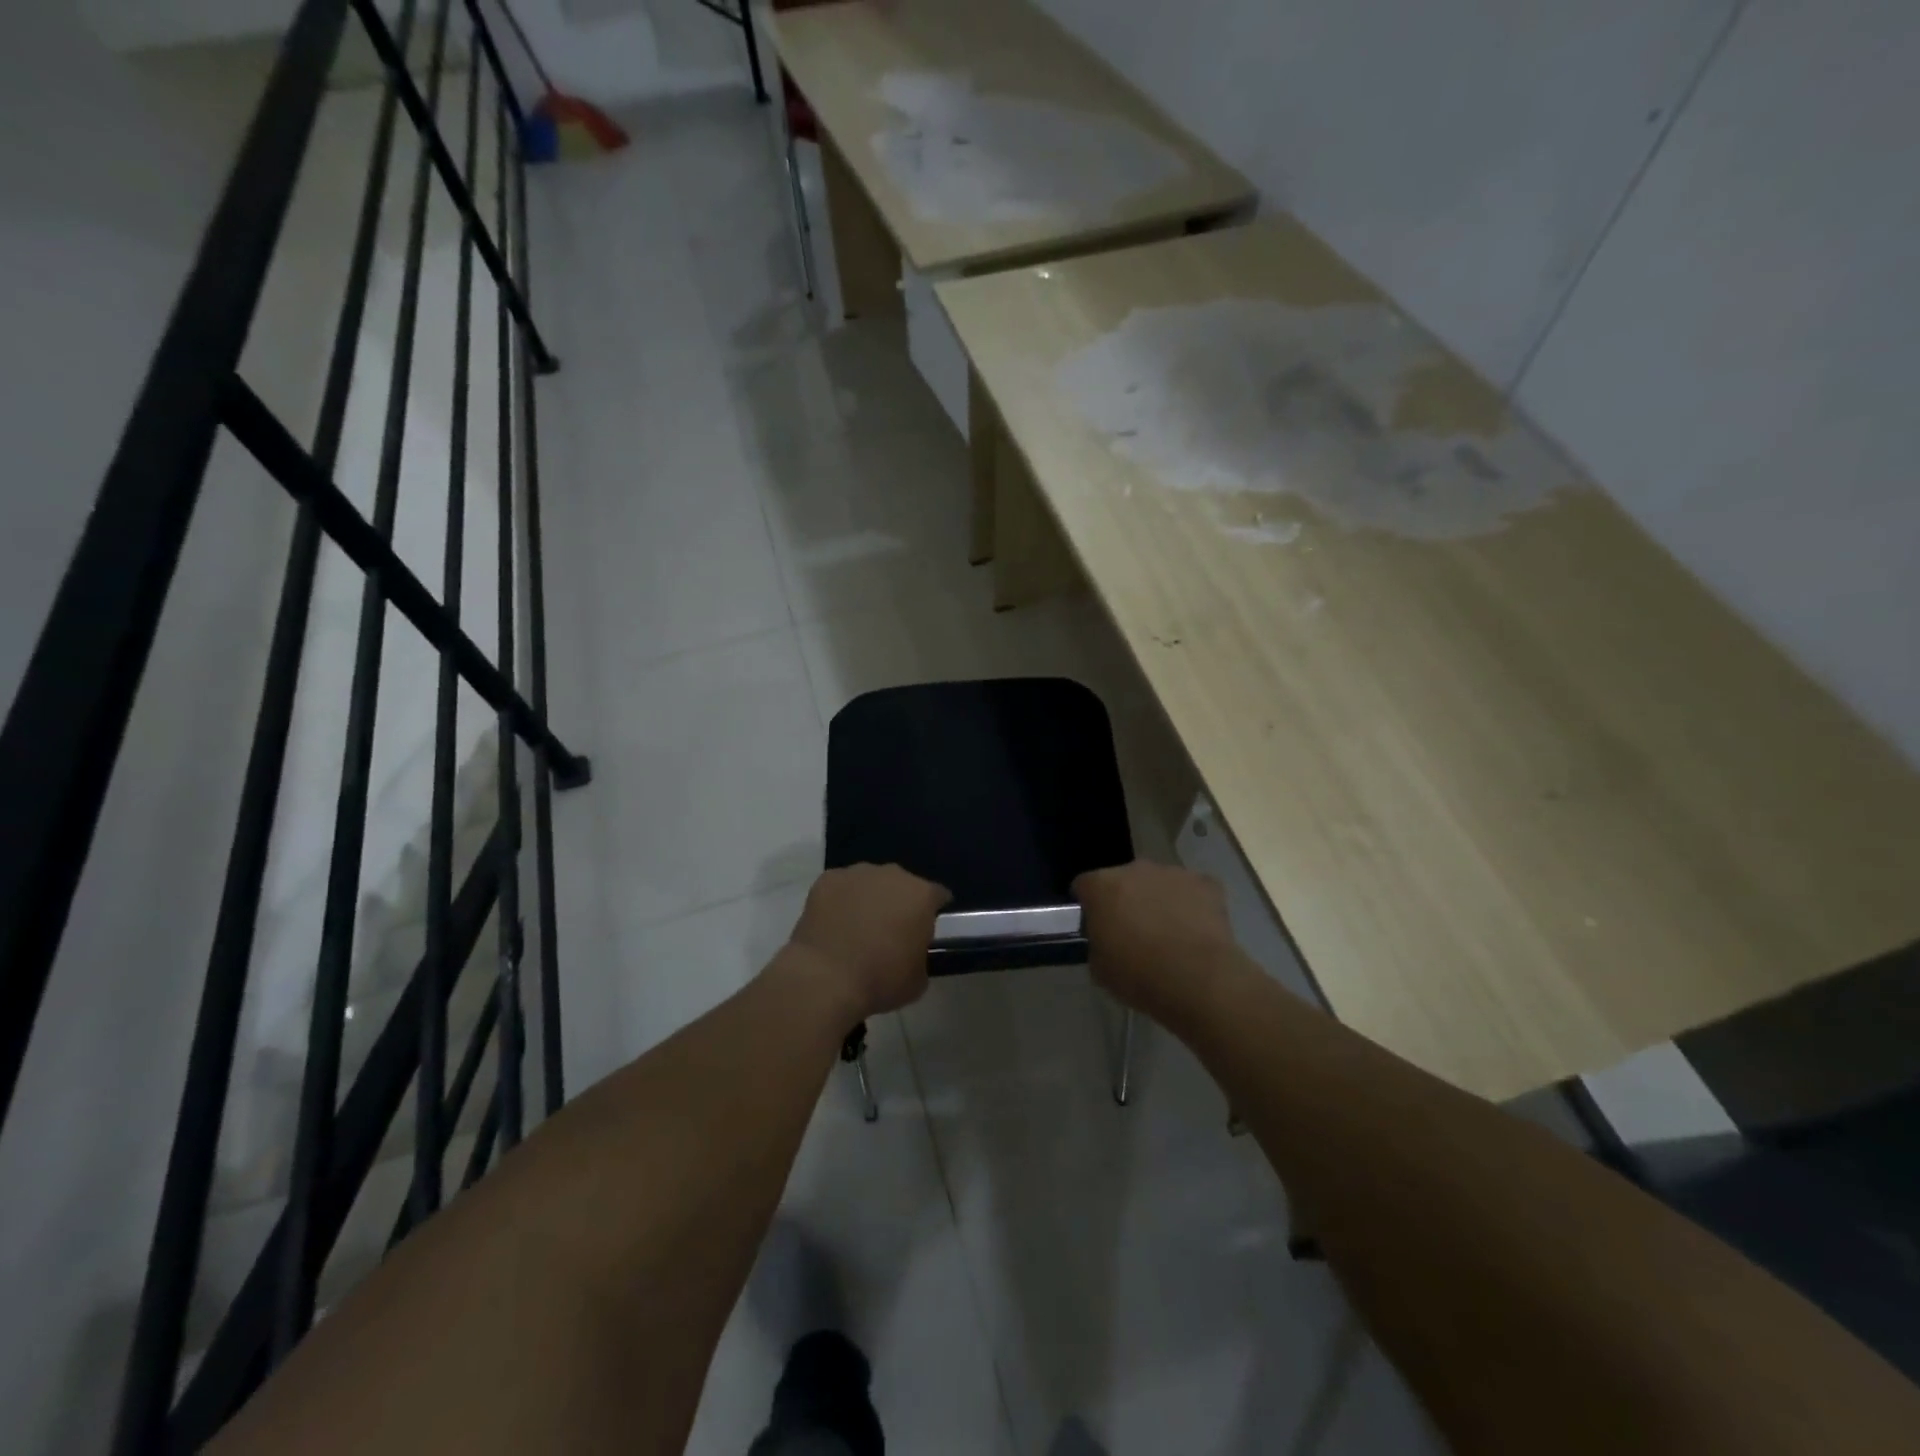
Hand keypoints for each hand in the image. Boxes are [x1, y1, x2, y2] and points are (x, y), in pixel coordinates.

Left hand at [786, 864, 950, 1022]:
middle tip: (889, 930)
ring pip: (870, 882)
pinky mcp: (827, 879)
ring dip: (869, 899)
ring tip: (857, 927)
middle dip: (898, 902)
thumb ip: (921, 955)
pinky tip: (833, 923)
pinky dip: (840, 901)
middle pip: (902, 884)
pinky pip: (840, 887)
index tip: (926, 929)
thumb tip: (911, 950)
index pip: (937, 895)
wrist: (826, 978)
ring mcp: (857, 873)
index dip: (933, 911)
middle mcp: (893, 875)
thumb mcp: (918, 979)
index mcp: (921, 895)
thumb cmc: (880, 979)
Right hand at [1073, 861, 1241, 1025]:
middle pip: (1123, 880)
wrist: (1198, 981)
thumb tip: (1105, 938)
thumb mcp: (1098, 967)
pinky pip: (1191, 890)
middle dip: (1125, 899)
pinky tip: (1195, 931)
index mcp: (1102, 885)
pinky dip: (1191, 905)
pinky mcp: (1206, 883)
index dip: (1088, 906)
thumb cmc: (1138, 975)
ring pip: (1158, 883)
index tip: (1095, 927)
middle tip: (1132, 932)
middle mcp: (1134, 869)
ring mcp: (1173, 873)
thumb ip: (1097, 942)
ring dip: (1158, 900)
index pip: (1084, 885)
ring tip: (1168, 934)